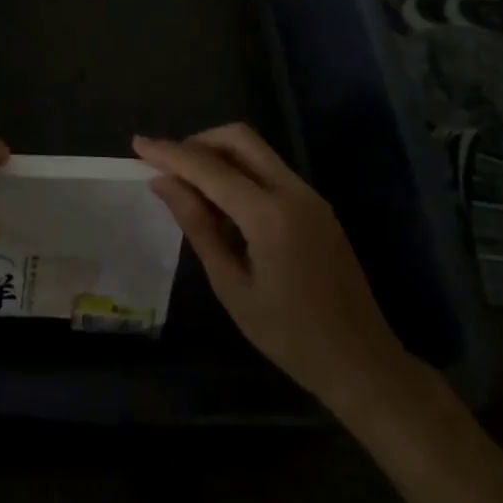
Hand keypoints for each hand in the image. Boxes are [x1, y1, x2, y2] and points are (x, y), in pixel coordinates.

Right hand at [134, 124, 414, 419]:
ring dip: (219, 155)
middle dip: (198, 142)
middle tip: (168, 166)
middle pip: (238, 138)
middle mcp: (292, 191)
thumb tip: (163, 183)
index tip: (138, 144)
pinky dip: (240, 172)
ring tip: (190, 186)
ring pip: (255, 150)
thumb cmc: (290, 337)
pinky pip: (270, 170)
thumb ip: (197, 227)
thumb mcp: (232, 287)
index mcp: (269, 214)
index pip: (209, 168)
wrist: (363, 363)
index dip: (170, 153)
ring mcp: (309, 195)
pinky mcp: (316, 205)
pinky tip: (223, 205)